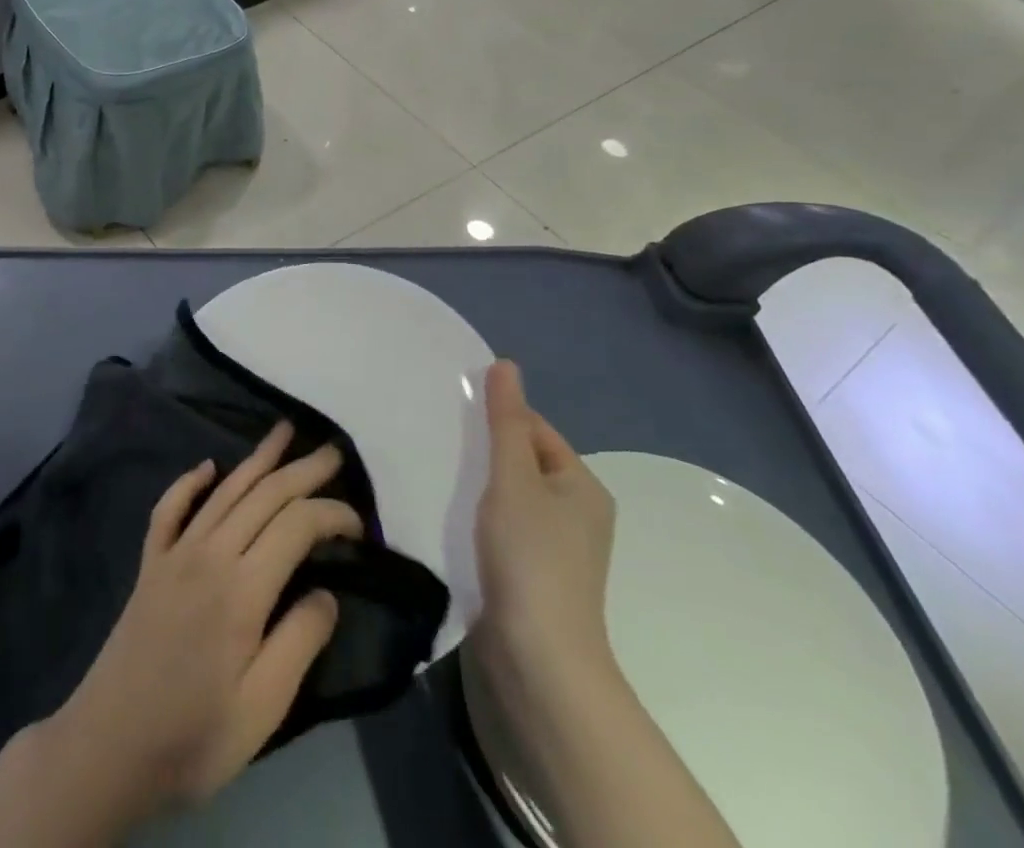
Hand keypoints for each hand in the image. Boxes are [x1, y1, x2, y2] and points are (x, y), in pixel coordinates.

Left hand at [40, 422, 361, 825]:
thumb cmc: (194, 736)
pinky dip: (190, 482)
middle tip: (333, 452)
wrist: (109, 747)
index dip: (332, 514)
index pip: (297, 525)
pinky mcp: (151, 563)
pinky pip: (170, 507)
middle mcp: (210, 553)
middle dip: (302, 470)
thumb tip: (327, 591)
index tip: (359, 524)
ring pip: (224, 490)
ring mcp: (175, 553)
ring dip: (257, 458)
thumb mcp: (263, 709)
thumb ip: (299, 642)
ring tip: (283, 431)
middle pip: (264, 495)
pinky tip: (206, 467)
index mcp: (243, 588)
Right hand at [472, 360, 616, 690]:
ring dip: (480, 486)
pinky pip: (506, 527)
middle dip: (486, 451)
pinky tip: (453, 517)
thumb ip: (505, 421)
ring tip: (441, 475)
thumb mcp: (513, 477)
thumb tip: (506, 364)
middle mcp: (578, 513)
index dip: (498, 418)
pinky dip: (481, 517)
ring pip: (512, 496)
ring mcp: (558, 549)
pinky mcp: (535, 576)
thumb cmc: (530, 556)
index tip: (454, 416)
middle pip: (524, 462)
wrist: (538, 658)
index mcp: (583, 485)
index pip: (536, 430)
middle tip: (441, 442)